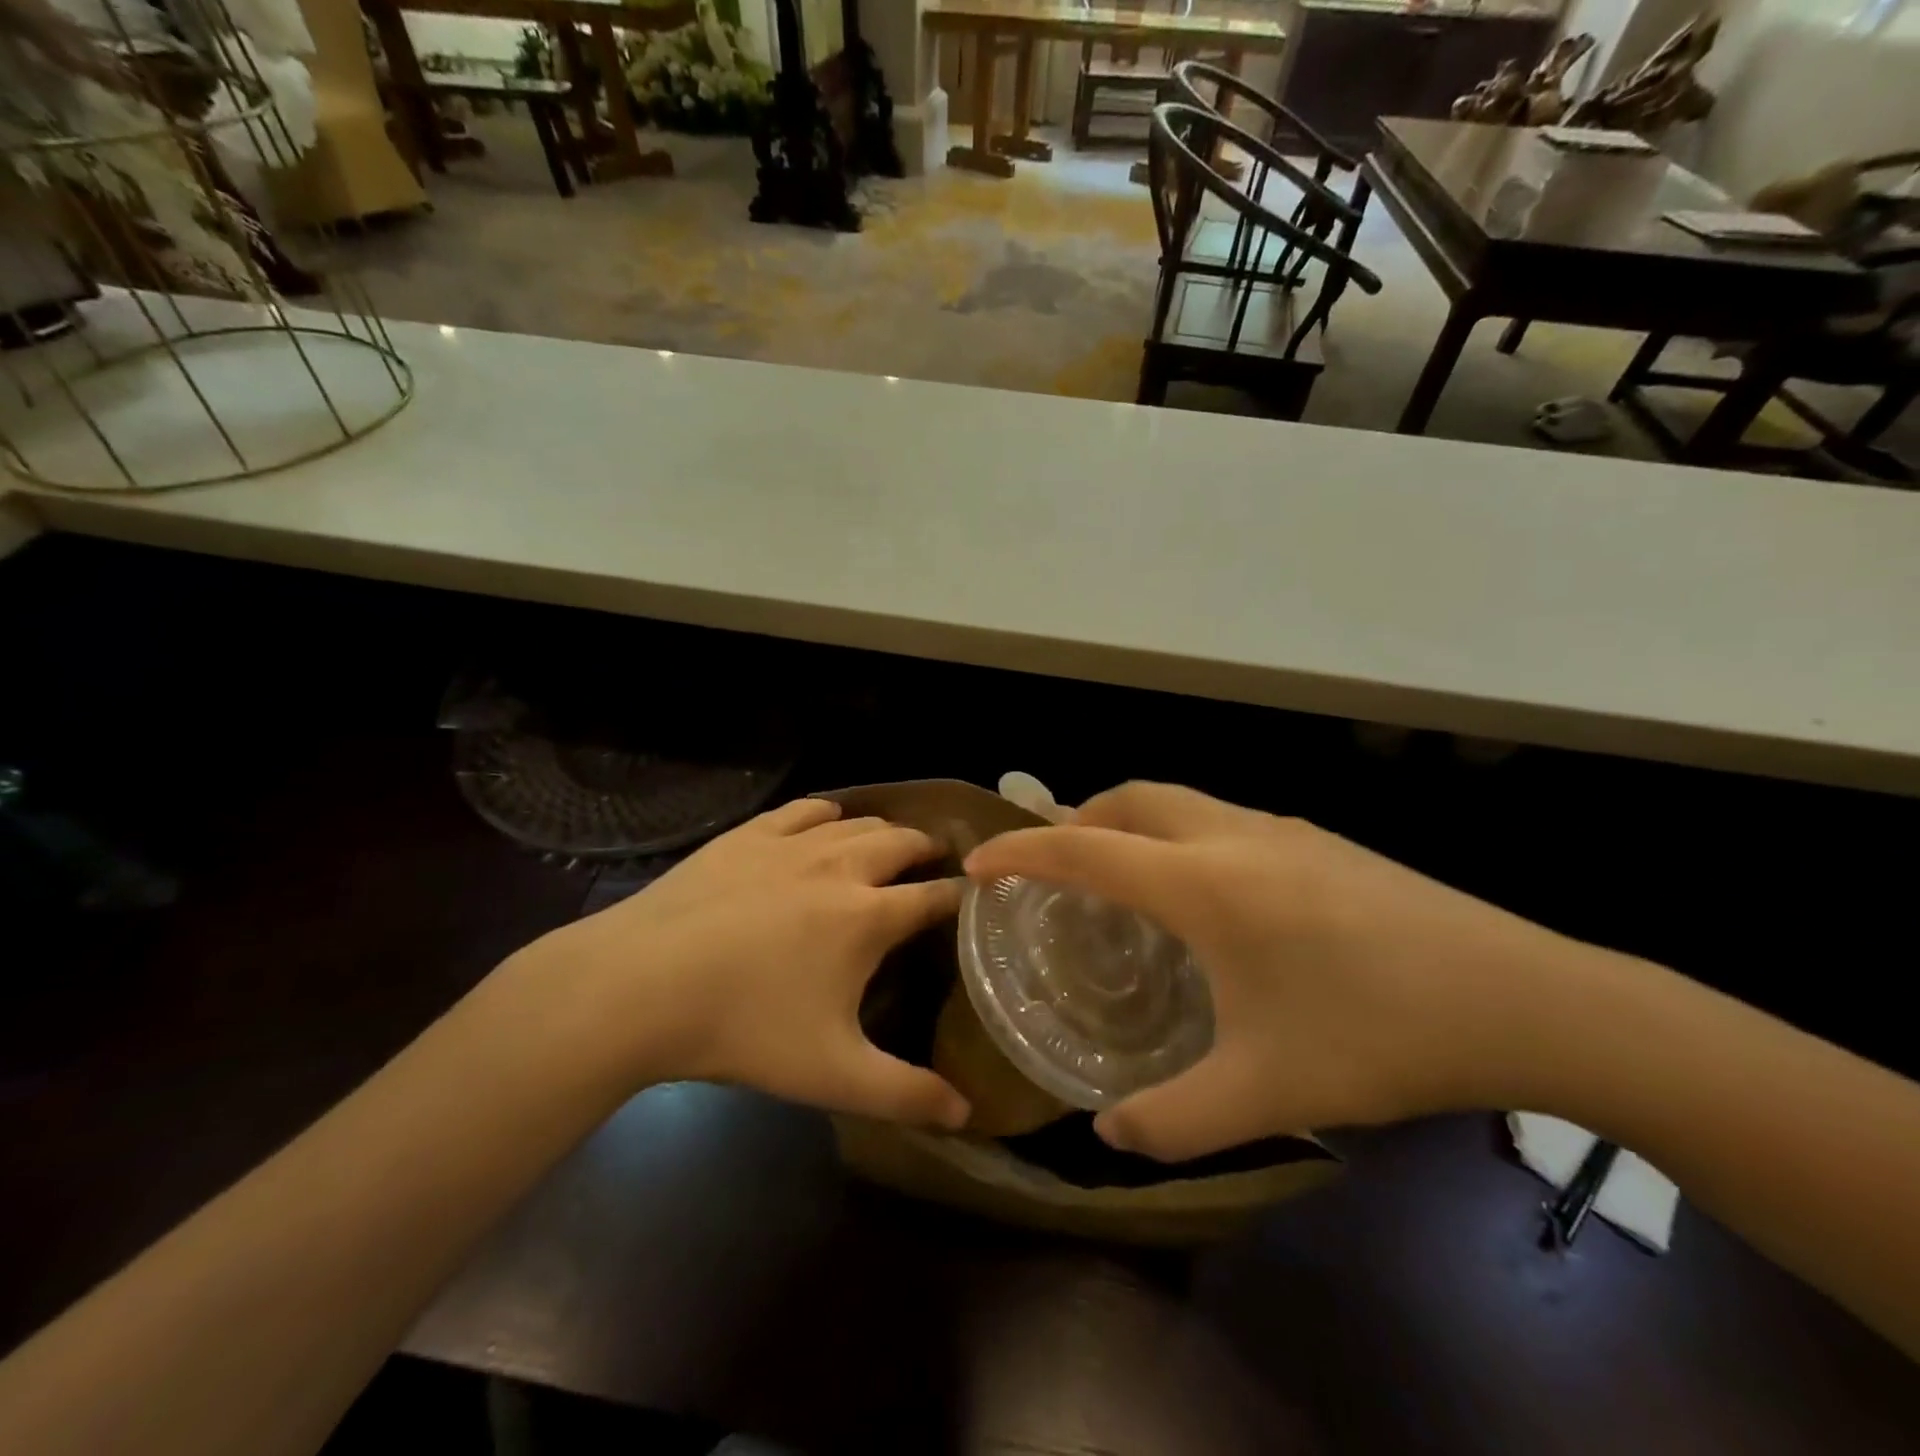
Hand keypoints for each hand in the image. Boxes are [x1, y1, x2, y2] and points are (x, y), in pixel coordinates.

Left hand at [515, 798, 970, 1128]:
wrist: (639, 986)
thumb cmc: (743, 1029)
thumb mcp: (832, 1075)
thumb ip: (906, 1095)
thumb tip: (967, 1114)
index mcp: (869, 916)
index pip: (935, 897)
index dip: (961, 897)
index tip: (975, 897)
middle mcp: (841, 867)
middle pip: (903, 842)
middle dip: (928, 849)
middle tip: (936, 860)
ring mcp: (791, 845)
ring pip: (857, 822)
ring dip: (884, 830)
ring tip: (891, 842)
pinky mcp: (748, 835)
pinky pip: (803, 810)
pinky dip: (828, 814)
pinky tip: (826, 822)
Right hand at [964, 782, 1586, 1158]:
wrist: (1527, 998)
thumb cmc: (1380, 1034)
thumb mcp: (1269, 1090)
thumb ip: (1176, 1119)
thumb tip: (1109, 1134)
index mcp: (1205, 882)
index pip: (1085, 849)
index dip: (1022, 851)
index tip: (979, 863)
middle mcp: (1233, 836)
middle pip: (1130, 798)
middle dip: (1076, 819)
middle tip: (1050, 865)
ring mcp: (1282, 830)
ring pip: (1178, 801)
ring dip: (1130, 823)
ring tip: (1117, 876)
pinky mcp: (1319, 841)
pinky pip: (1218, 819)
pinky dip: (1178, 835)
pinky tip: (1204, 896)